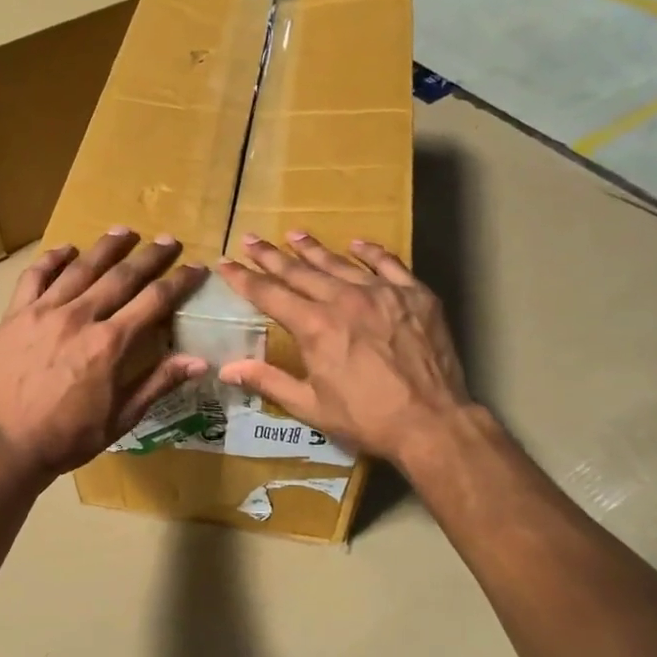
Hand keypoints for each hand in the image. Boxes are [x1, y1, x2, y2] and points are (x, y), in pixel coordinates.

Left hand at [0, 228, 208, 481]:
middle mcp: (80, 317)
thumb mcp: (123, 416)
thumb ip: (159, 382)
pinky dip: (52, 259)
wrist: (11, 444)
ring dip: (106, 247)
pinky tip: (67, 250)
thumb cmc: (71, 435)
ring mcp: (44, 312)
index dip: (179, 281)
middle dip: (150, 256)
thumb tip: (200, 360)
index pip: (154, 301)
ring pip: (81, 268)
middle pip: (121, 276)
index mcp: (110, 344)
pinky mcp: (16, 315)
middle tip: (168, 240)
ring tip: (124, 231)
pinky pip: (35, 276)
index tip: (196, 267)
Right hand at [214, 232, 470, 466]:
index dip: (244, 278)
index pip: (269, 294)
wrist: (431, 421)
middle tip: (250, 239)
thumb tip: (226, 368)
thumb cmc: (365, 418)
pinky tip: (356, 244)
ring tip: (294, 235)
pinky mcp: (415, 295)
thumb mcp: (309, 405)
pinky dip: (370, 252)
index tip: (225, 264)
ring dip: (313, 249)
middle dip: (270, 256)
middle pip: (300, 271)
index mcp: (314, 326)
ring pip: (340, 263)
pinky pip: (388, 264)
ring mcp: (382, 293)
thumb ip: (267, 381)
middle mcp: (344, 300)